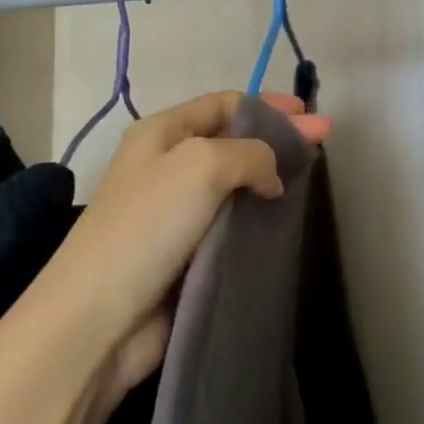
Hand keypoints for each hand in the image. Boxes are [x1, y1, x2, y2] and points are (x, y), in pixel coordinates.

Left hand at [42, 91, 330, 400]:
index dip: (269, 105)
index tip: (311, 117)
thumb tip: (271, 177)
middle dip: (279, 136)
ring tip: (310, 177)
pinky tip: (284, 216)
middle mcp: (168, 165)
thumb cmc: (147, 226)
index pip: (224, 104)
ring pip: (236, 183)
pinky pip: (232, 221)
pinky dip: (259, 214)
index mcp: (162, 133)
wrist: (99, 318)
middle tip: (324, 141)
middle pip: (234, 140)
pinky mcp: (188, 252)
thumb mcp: (202, 165)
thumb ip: (250, 153)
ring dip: (272, 176)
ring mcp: (177, 211)